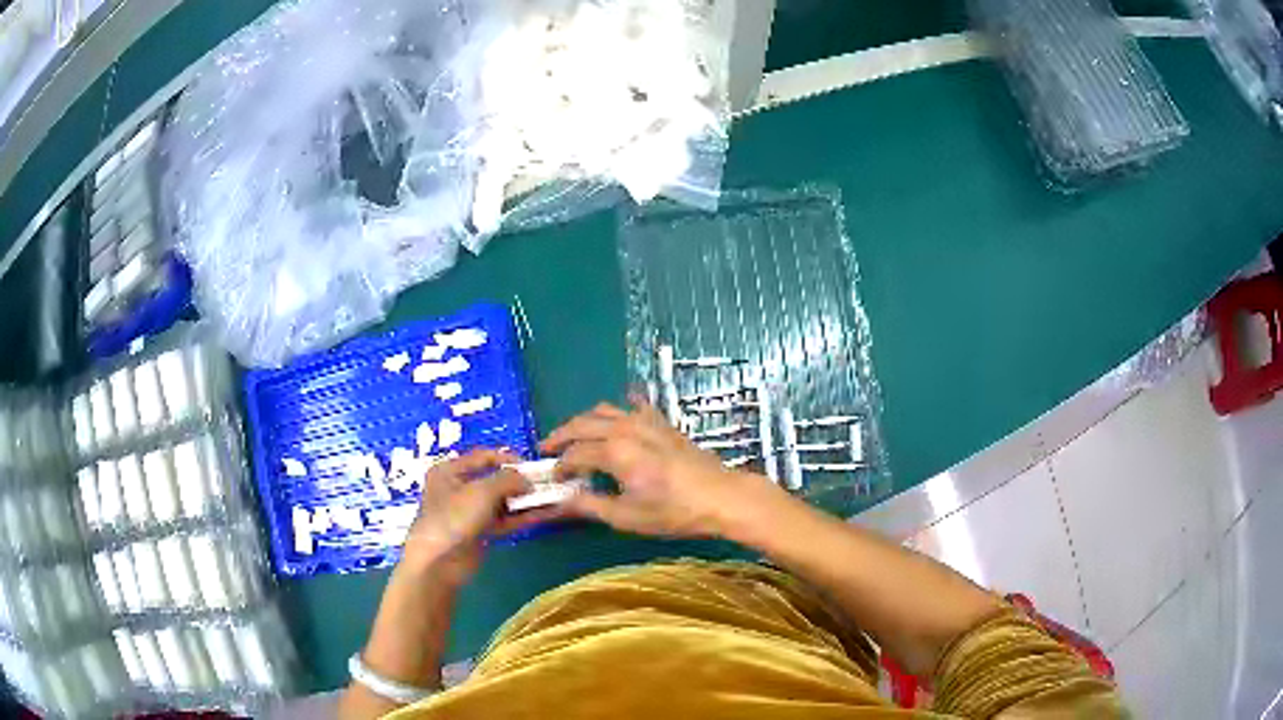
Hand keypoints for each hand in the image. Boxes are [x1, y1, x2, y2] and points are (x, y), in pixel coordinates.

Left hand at [403, 449, 565, 584]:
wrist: (440, 562)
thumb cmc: (454, 517)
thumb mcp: (481, 491)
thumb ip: (508, 480)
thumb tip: (528, 480)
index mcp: (449, 470)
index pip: (483, 456)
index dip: (508, 459)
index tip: (532, 466)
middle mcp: (458, 488)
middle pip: (494, 479)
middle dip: (518, 481)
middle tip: (544, 483)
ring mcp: (469, 512)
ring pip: (501, 501)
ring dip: (523, 500)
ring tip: (550, 497)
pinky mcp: (480, 532)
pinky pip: (503, 519)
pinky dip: (521, 516)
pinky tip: (542, 514)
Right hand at [541, 396, 779, 537]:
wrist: (721, 496)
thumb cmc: (673, 511)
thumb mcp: (627, 517)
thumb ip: (589, 506)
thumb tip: (561, 502)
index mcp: (613, 451)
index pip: (574, 454)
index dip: (559, 467)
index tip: (554, 480)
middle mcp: (624, 428)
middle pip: (582, 424)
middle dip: (561, 436)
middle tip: (547, 449)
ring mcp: (645, 421)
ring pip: (604, 411)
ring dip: (584, 421)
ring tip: (574, 435)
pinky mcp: (662, 423)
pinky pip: (634, 407)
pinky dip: (620, 409)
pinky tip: (621, 412)